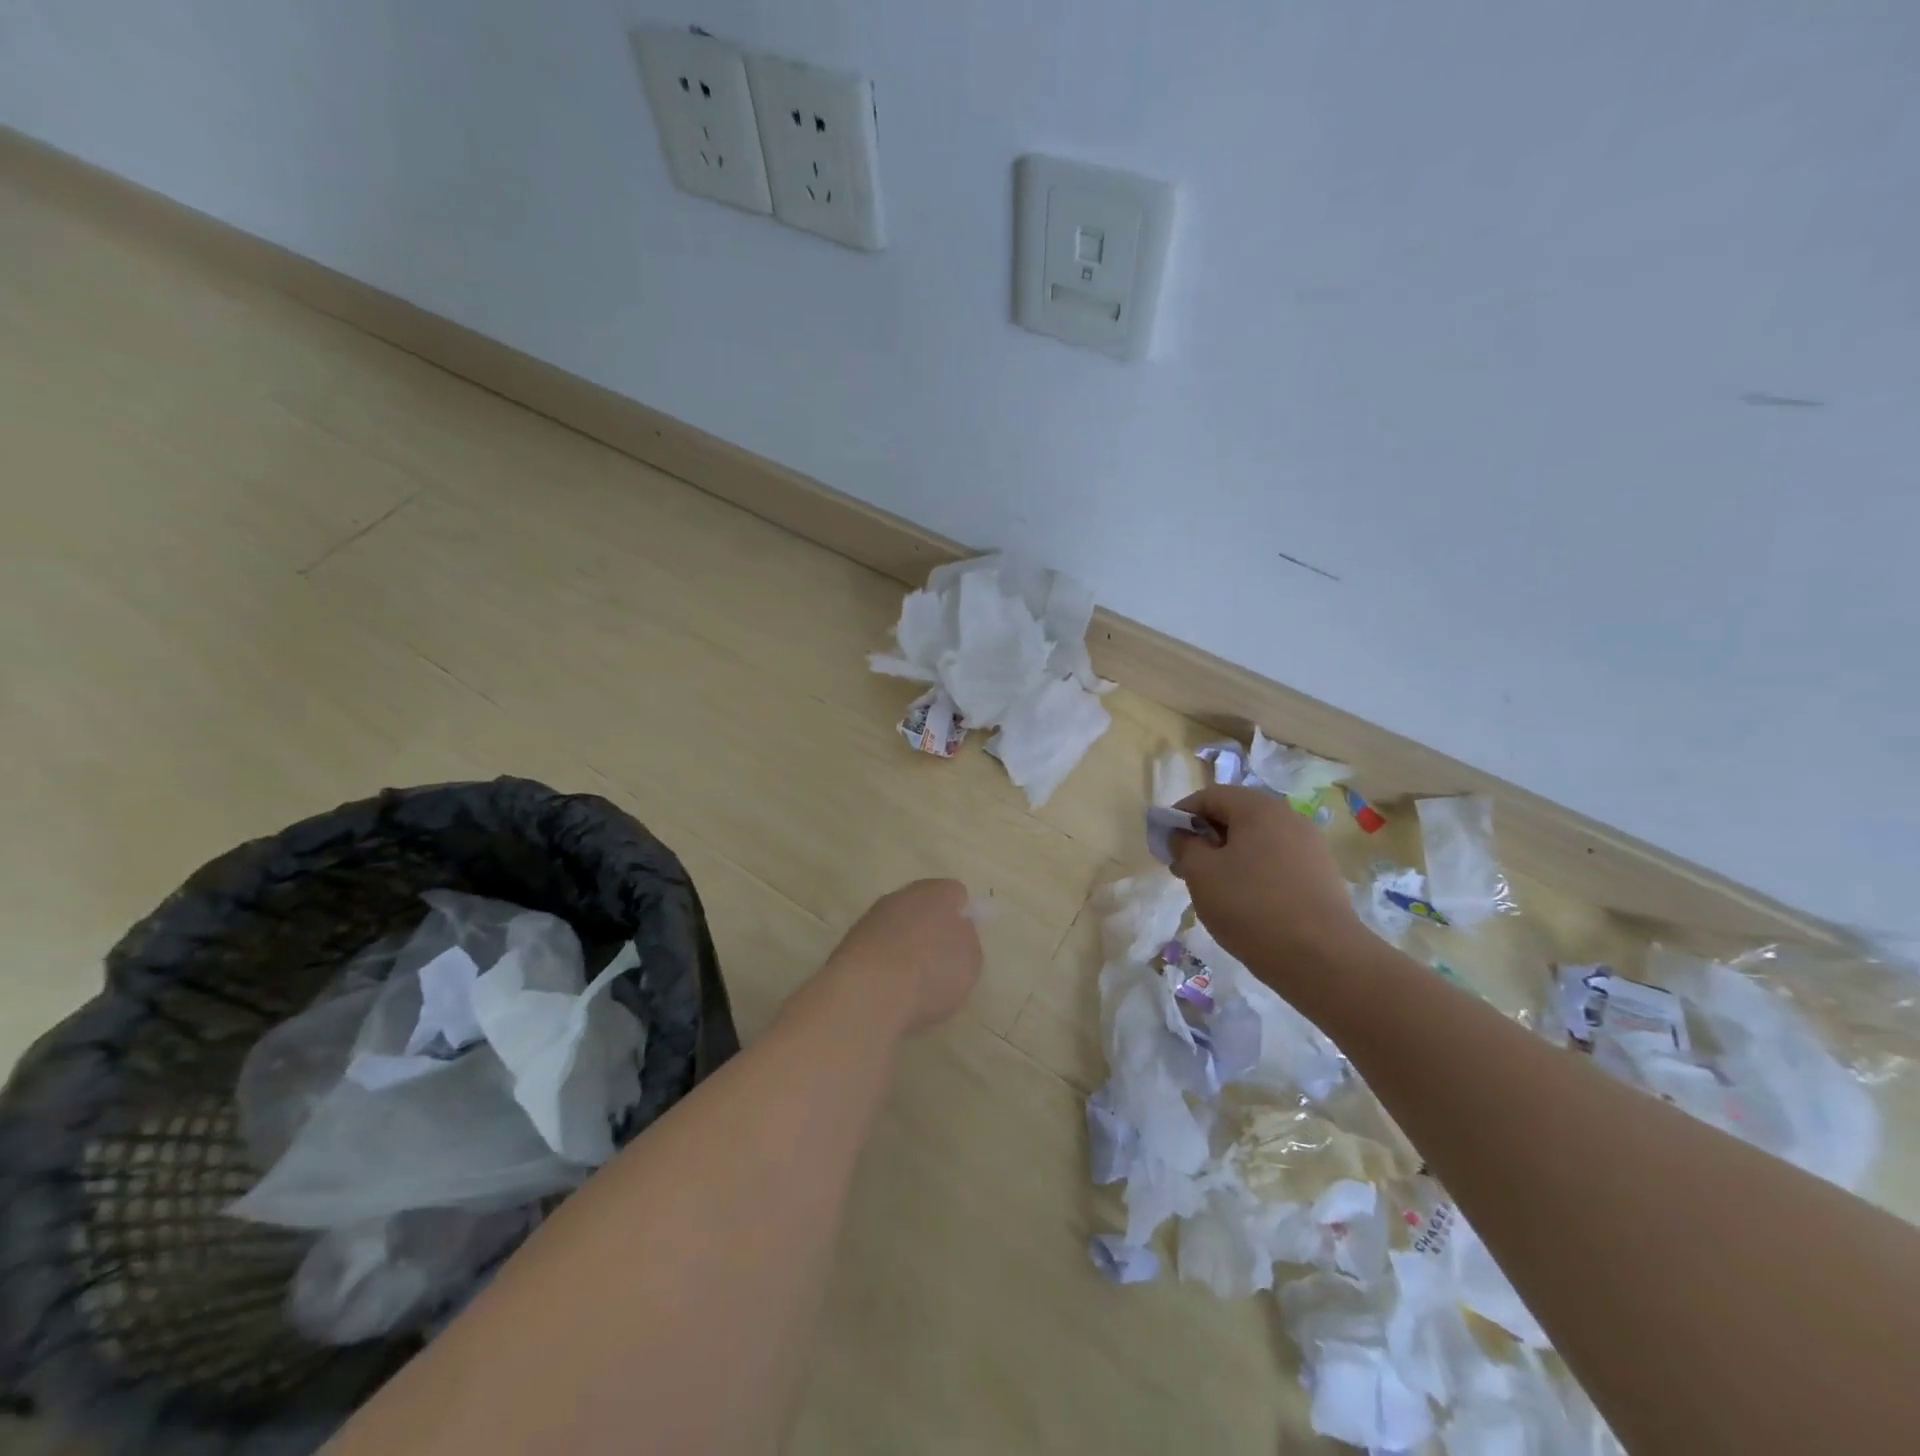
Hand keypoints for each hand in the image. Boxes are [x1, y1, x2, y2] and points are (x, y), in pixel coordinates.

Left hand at [825, 879, 983, 1034]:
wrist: (868, 992)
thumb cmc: (931, 973)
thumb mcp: (970, 962)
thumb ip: (967, 940)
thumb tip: (957, 930)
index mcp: (938, 893)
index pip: (955, 893)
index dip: (961, 916)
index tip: (963, 942)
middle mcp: (903, 895)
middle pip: (922, 906)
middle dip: (930, 928)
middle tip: (940, 961)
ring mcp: (872, 917)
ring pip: (896, 925)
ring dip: (904, 944)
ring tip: (912, 981)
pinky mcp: (849, 941)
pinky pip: (877, 947)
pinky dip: (883, 962)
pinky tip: (888, 988)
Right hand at [1169, 786, 1365, 989]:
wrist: (1322, 958)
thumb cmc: (1251, 907)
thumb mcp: (1201, 873)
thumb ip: (1184, 845)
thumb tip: (1183, 834)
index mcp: (1258, 808)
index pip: (1209, 796)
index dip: (1181, 815)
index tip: (1165, 843)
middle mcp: (1288, 818)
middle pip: (1235, 816)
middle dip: (1205, 837)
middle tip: (1184, 868)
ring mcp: (1309, 846)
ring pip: (1256, 841)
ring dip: (1228, 856)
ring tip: (1212, 889)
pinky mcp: (1321, 875)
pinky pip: (1276, 861)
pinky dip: (1253, 872)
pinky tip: (1244, 902)